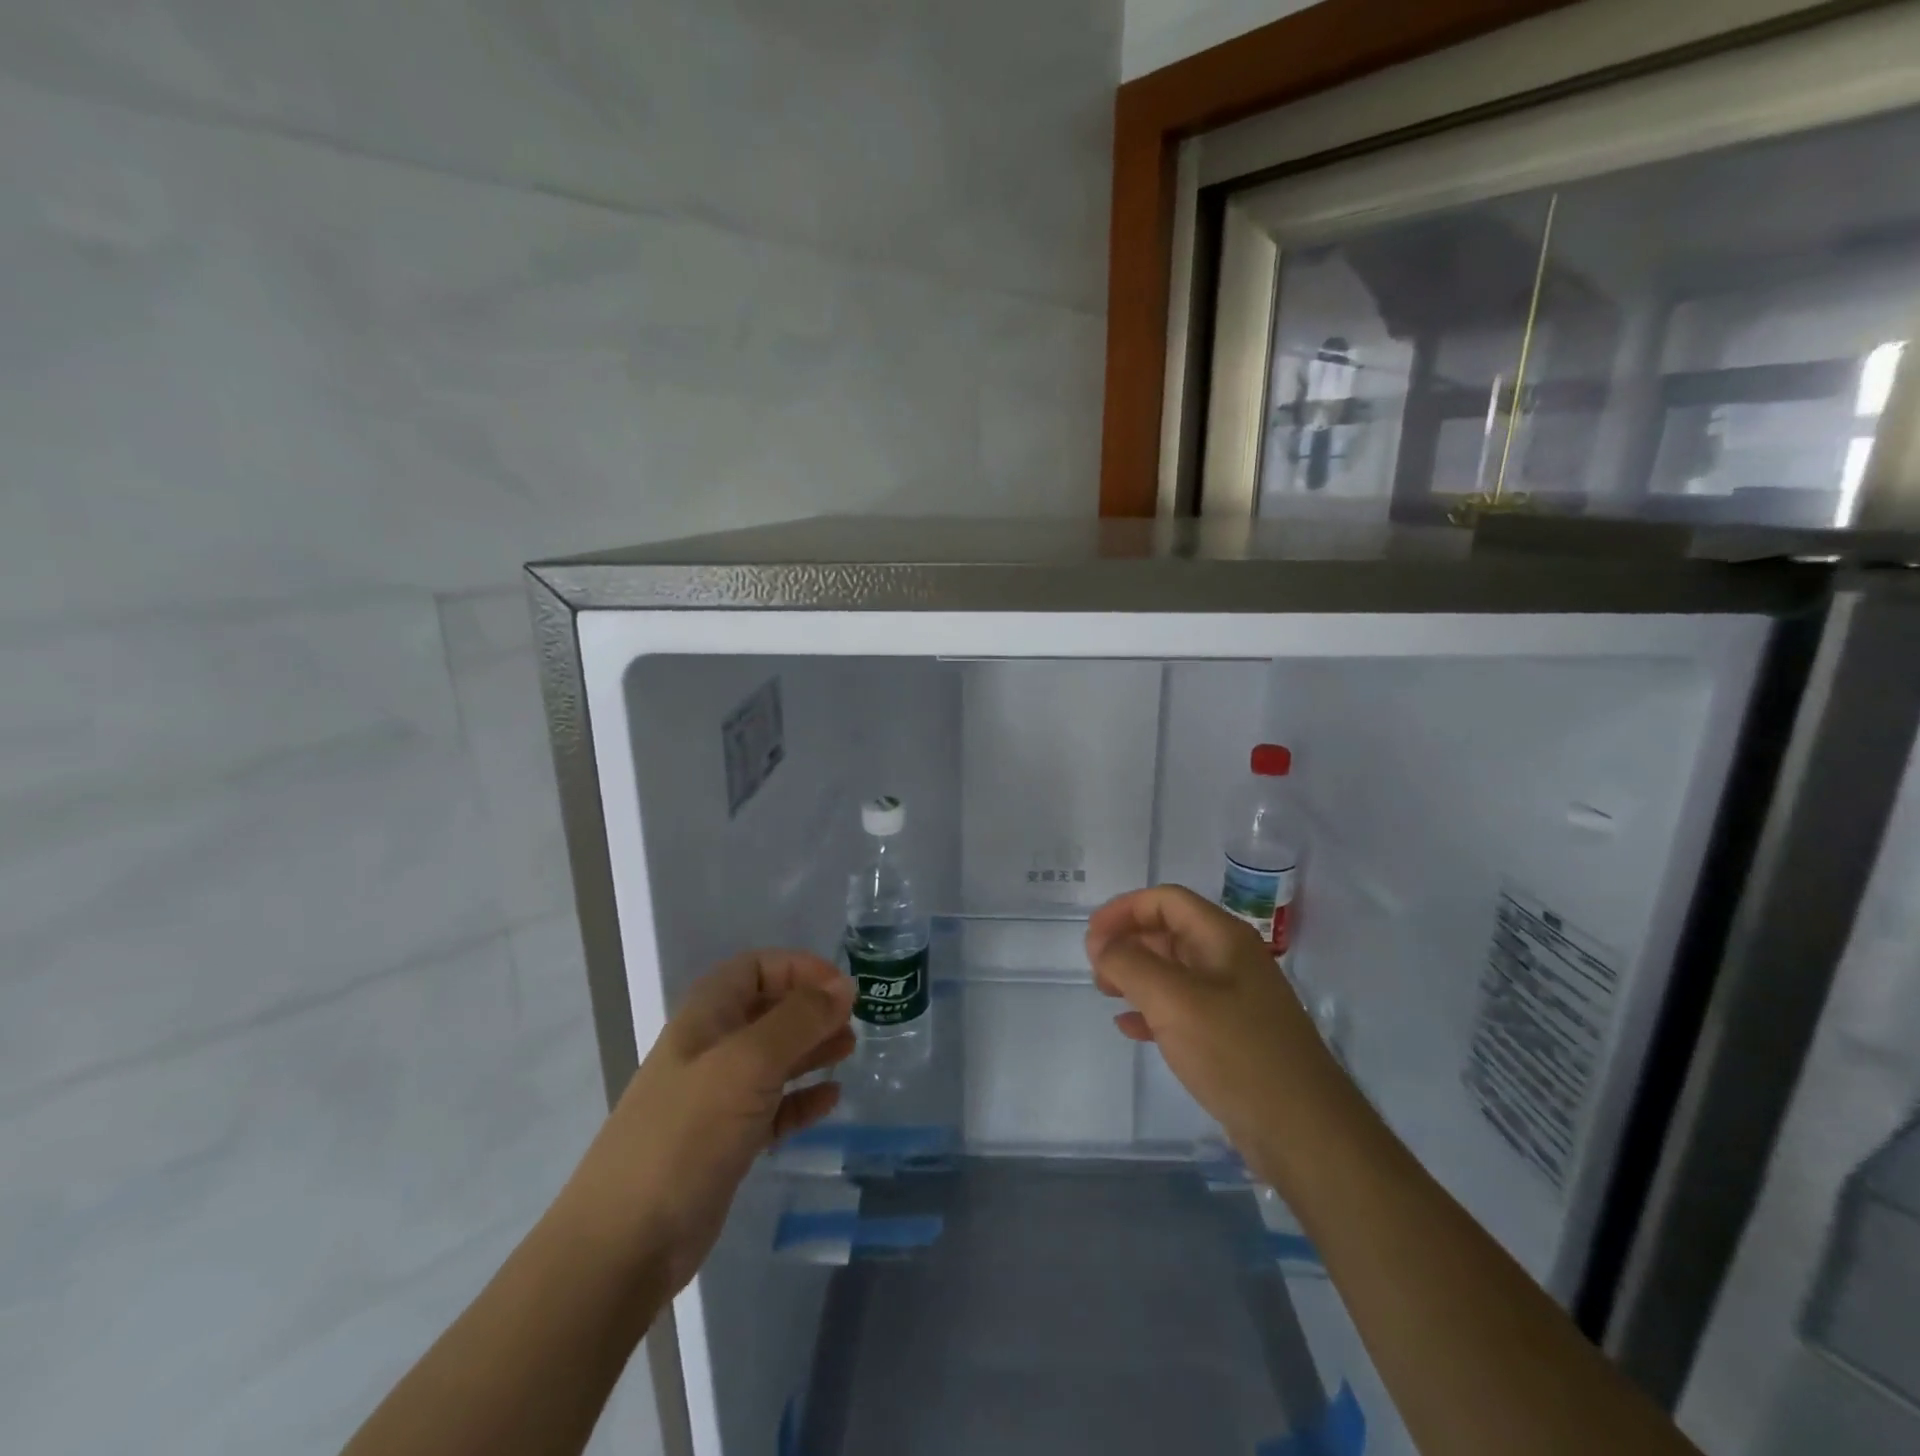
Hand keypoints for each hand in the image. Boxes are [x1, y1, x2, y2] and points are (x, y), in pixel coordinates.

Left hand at [558, 951, 855, 1292]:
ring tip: (849, 1050)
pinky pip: (773, 1108)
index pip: (756, 968)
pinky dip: (801, 1099)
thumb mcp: (748, 1063)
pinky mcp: (726, 1143)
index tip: (842, 987)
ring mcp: (717, 1098)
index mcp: (706, 1017)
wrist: (625, 1243)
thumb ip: (799, 1020)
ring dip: (811, 1049)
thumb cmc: (687, 1133)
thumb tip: (844, 986)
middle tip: (853, 1021)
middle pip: (768, 1010)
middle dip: (811, 1008)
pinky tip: (831, 1100)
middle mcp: (711, 1049)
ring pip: (773, 1059)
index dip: (799, 968)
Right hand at [1086, 886, 1332, 1158]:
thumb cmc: (1237, 1054)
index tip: (1091, 937)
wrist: (1305, 1134)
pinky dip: (1152, 1010)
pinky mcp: (1232, 1037)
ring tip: (1104, 993)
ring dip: (1136, 975)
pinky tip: (1130, 1028)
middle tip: (1095, 968)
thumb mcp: (1173, 1001)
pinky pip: (1182, 1009)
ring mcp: (1234, 1000)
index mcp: (1223, 938)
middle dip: (1128, 941)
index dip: (1124, 910)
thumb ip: (1130, 964)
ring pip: (1174, 971)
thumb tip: (1101, 944)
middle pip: (1169, 931)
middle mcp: (1230, 960)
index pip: (1166, 900)